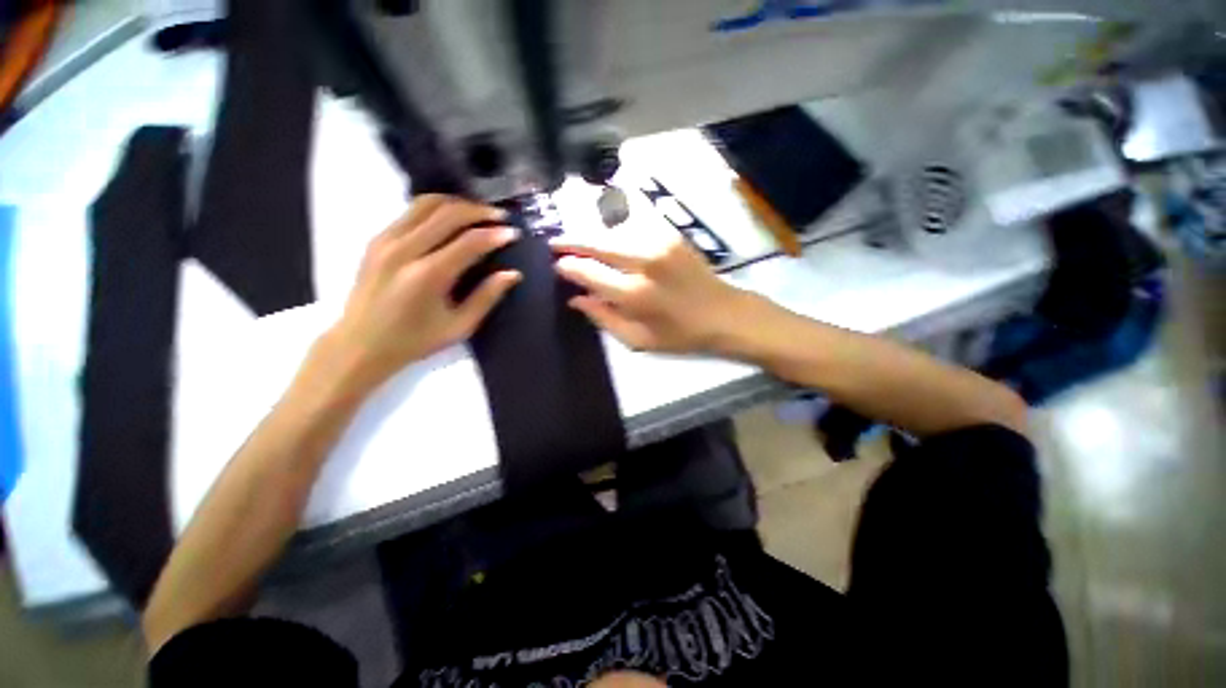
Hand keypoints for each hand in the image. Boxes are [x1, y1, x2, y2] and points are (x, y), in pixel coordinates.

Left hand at [324, 195, 521, 390]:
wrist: (359, 344)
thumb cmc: (415, 341)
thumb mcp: (459, 326)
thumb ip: (487, 297)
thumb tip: (512, 274)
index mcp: (428, 275)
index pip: (469, 242)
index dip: (495, 235)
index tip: (513, 233)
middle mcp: (405, 250)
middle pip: (448, 213)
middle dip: (479, 211)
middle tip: (500, 217)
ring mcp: (386, 240)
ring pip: (426, 203)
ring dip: (457, 204)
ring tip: (478, 213)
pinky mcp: (377, 239)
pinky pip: (411, 212)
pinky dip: (436, 209)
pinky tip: (450, 220)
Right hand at [551, 233, 748, 353]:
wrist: (724, 313)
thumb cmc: (681, 335)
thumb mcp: (638, 341)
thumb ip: (603, 318)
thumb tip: (575, 299)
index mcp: (635, 294)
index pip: (588, 272)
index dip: (568, 266)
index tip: (557, 266)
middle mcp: (644, 261)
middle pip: (597, 242)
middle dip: (572, 241)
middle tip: (556, 244)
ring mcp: (659, 242)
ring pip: (612, 230)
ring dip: (592, 235)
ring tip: (578, 242)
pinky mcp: (670, 234)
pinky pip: (632, 226)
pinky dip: (615, 231)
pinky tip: (608, 240)